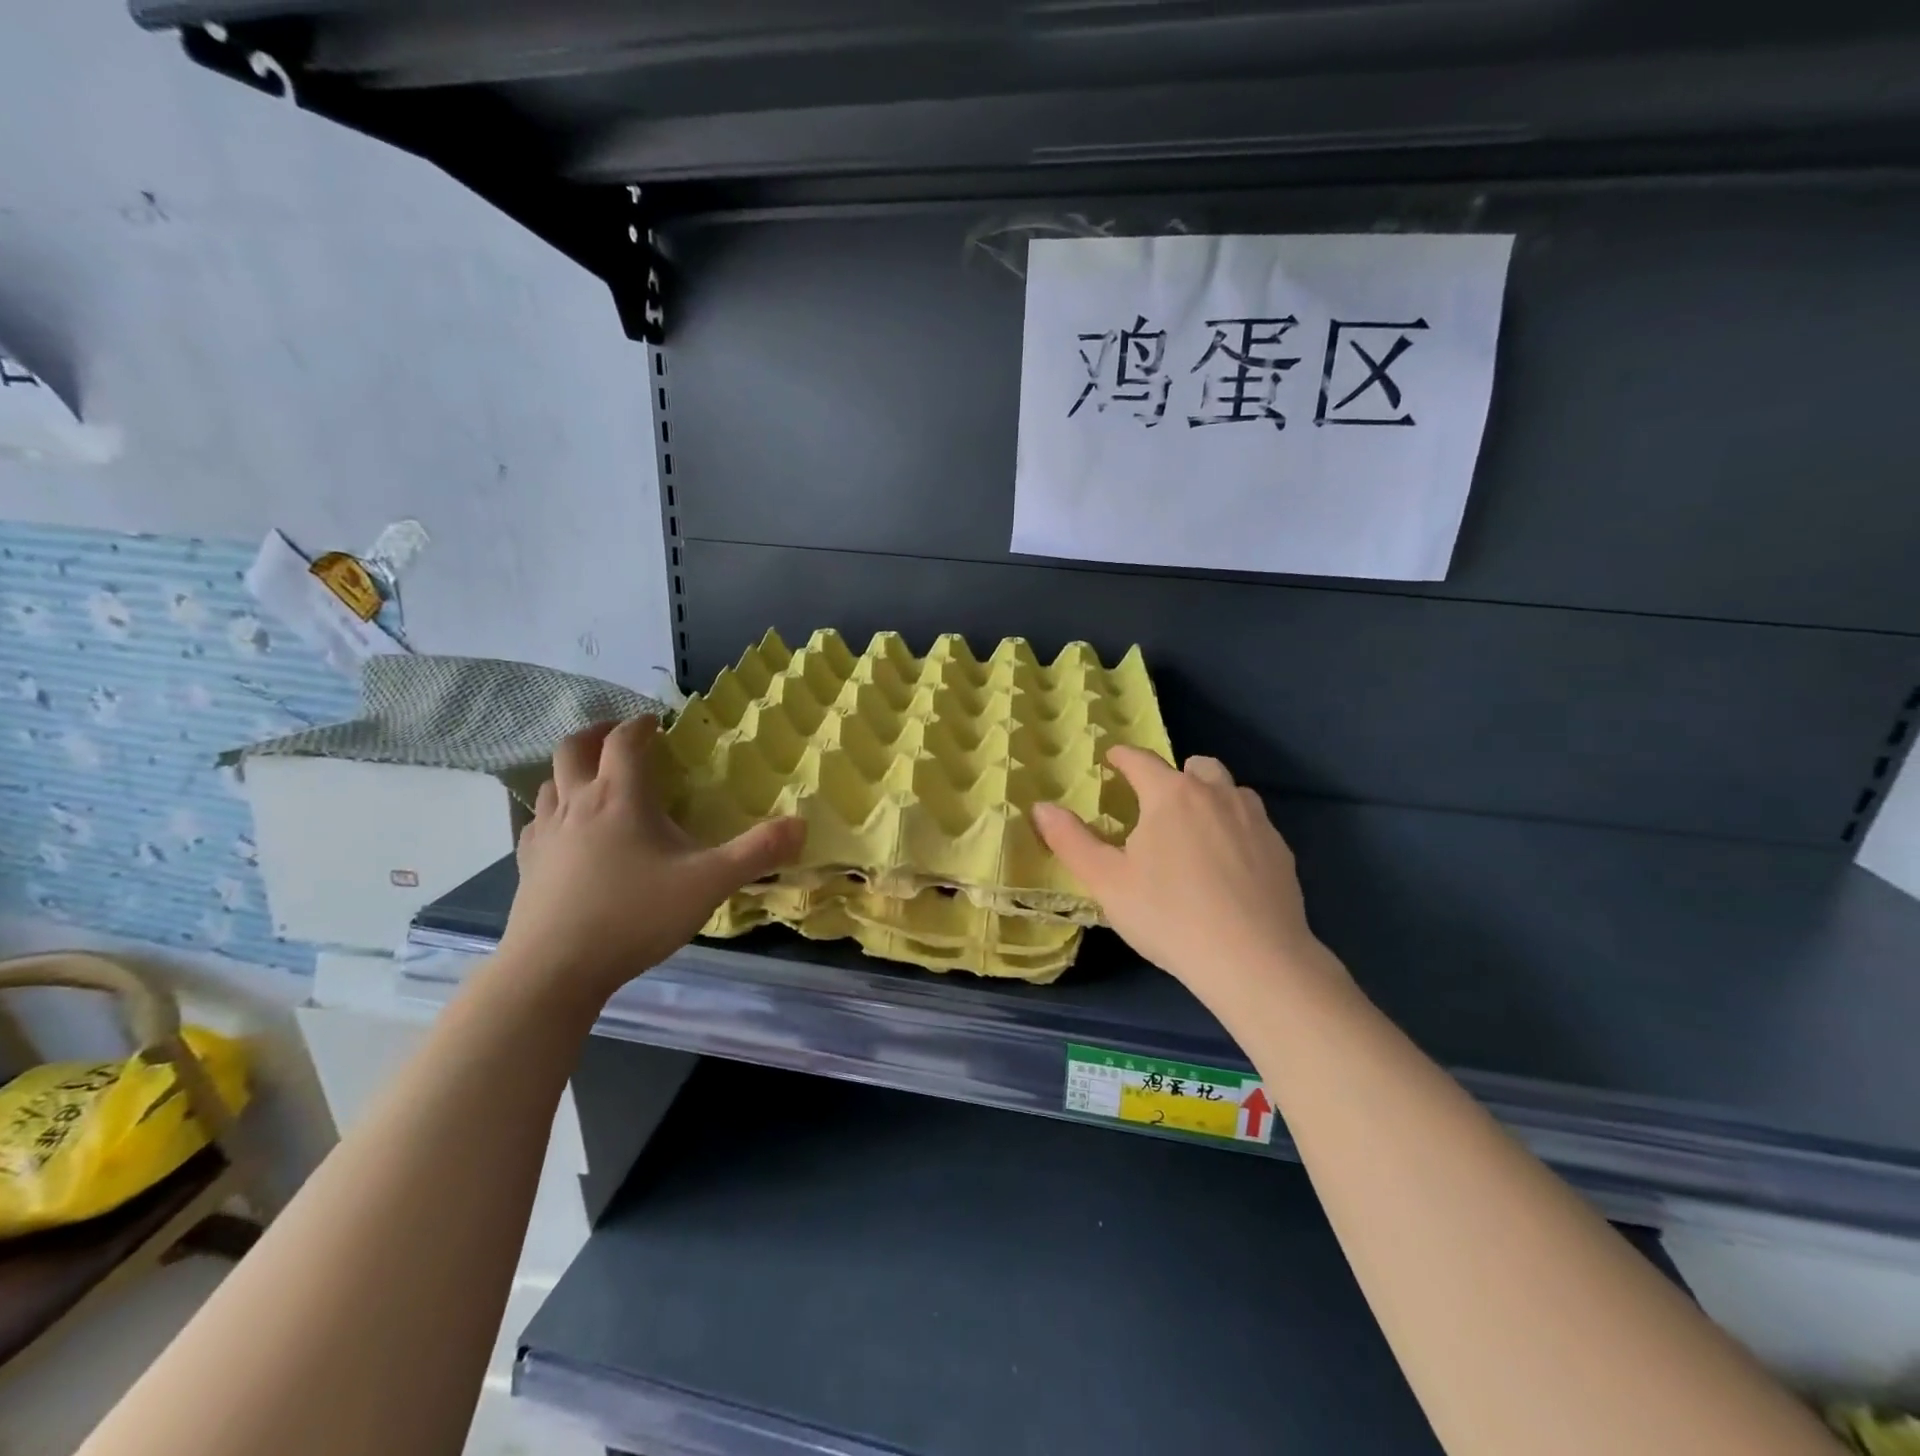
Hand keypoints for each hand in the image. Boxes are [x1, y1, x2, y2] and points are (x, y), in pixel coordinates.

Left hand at [501, 715, 804, 1001]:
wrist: (554, 970)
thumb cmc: (635, 916)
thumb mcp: (710, 884)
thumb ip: (758, 852)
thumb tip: (802, 824)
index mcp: (620, 797)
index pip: (624, 741)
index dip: (641, 725)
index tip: (657, 723)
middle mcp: (577, 804)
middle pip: (574, 748)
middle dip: (597, 733)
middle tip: (620, 737)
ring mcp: (546, 835)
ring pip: (549, 783)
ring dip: (572, 771)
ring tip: (594, 781)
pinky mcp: (527, 866)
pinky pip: (537, 823)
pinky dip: (553, 813)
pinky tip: (568, 834)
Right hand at [1031, 750, 1343, 1008]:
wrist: (1254, 960)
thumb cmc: (1169, 916)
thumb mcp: (1107, 882)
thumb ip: (1071, 840)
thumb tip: (1041, 807)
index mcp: (1171, 795)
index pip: (1141, 760)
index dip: (1122, 757)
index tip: (1111, 759)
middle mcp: (1216, 794)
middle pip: (1195, 766)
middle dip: (1173, 775)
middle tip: (1157, 804)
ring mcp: (1254, 820)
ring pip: (1229, 791)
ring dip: (1210, 798)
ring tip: (1194, 832)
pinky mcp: (1281, 849)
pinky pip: (1253, 823)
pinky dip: (1235, 829)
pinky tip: (1228, 865)